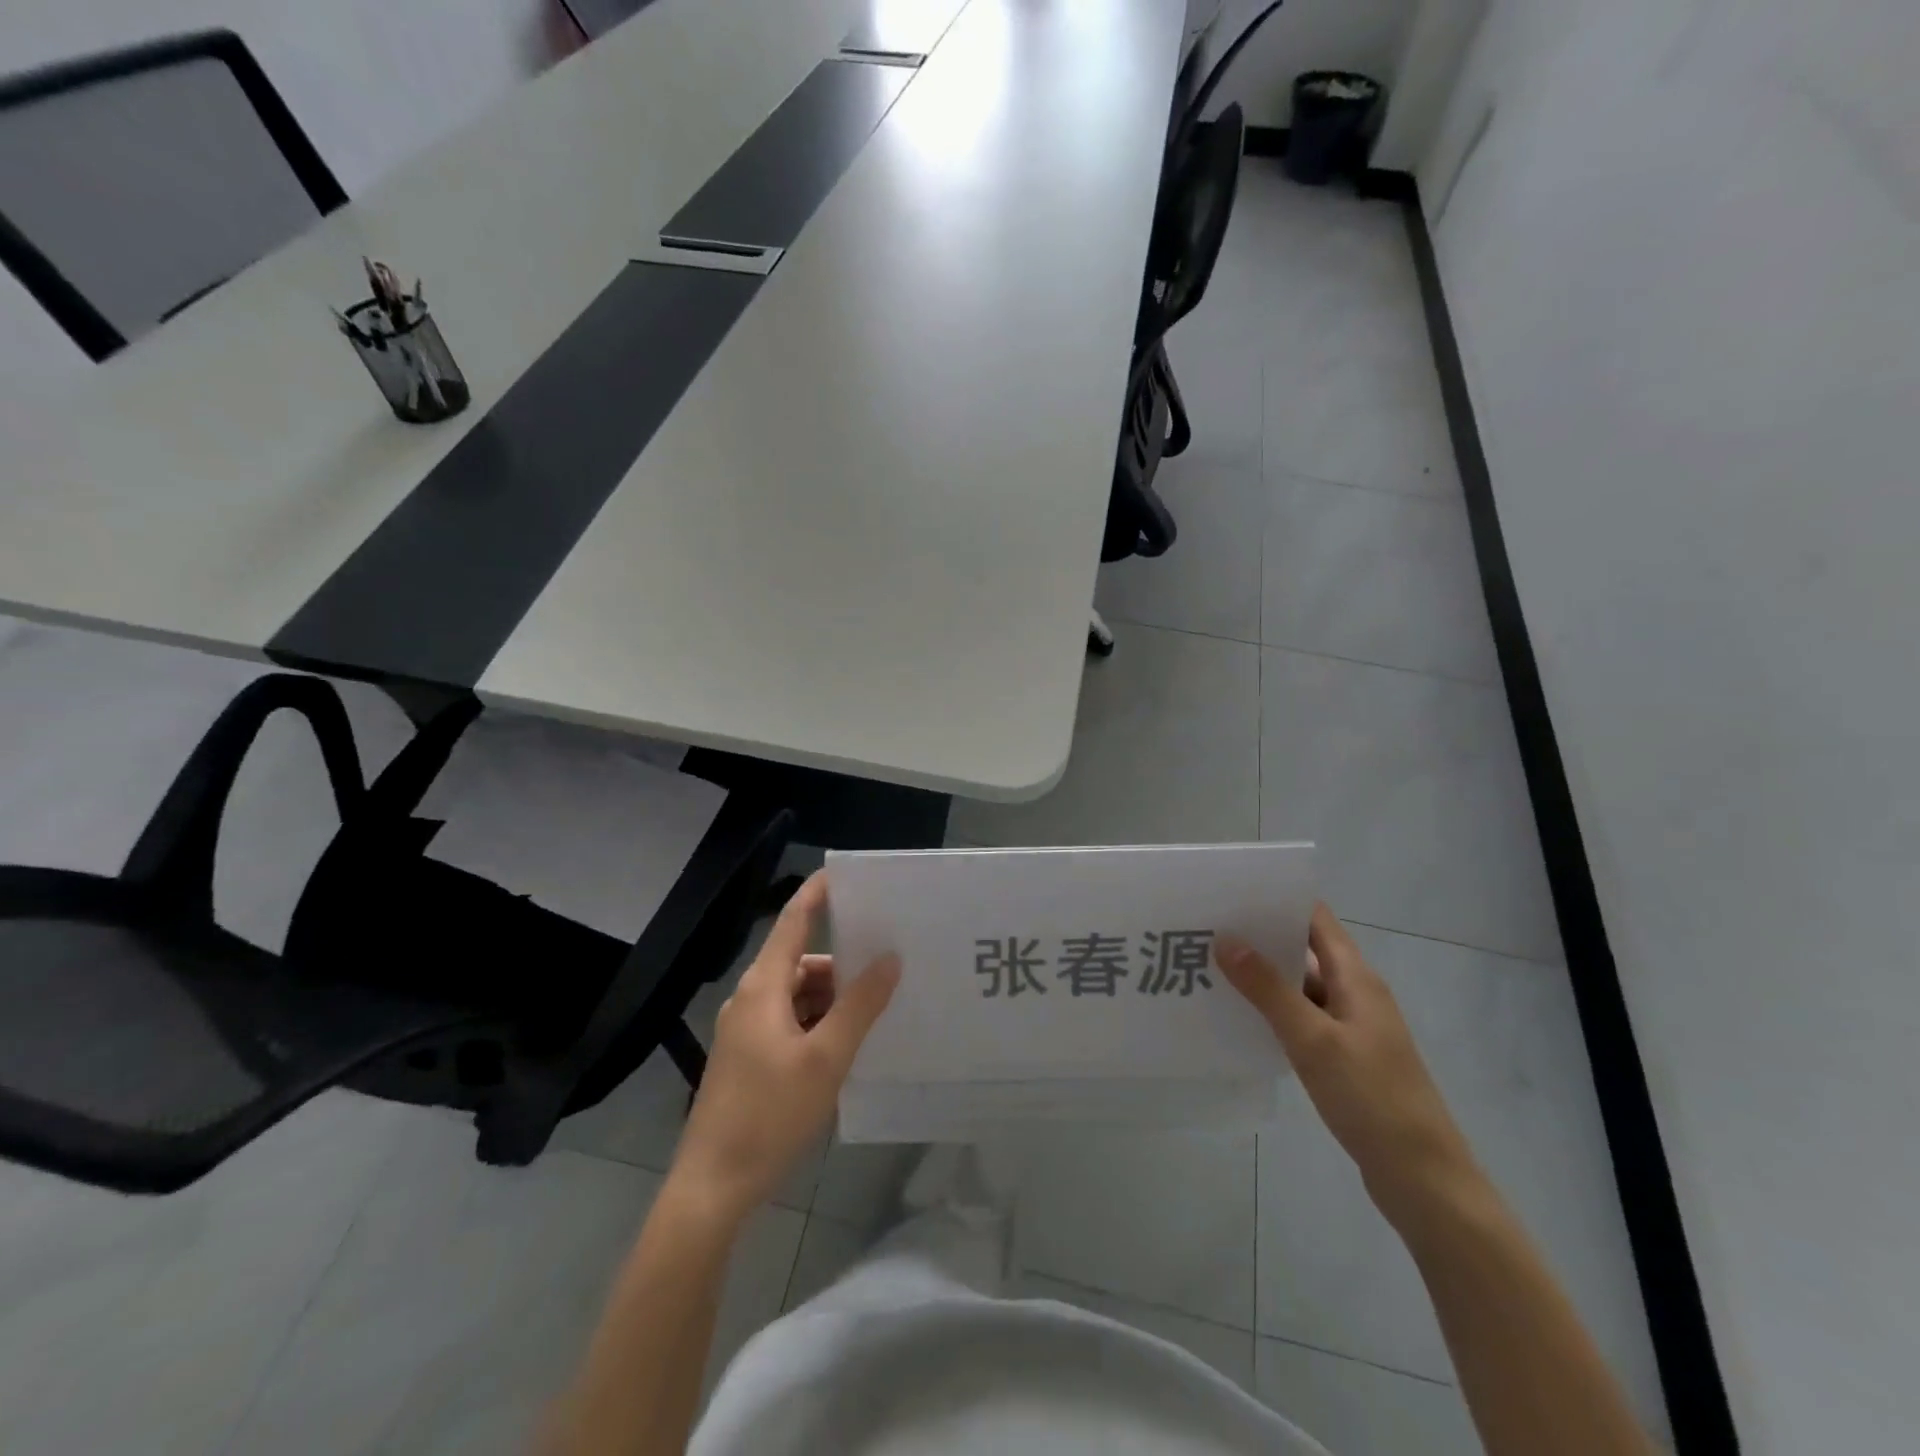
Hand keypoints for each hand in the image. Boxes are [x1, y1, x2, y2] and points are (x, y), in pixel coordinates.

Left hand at [668, 871, 898, 1224]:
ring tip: (872, 1014)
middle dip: (842, 965)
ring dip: (831, 1000)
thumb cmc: (770, 1114)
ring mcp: (744, 1030)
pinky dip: (817, 1024)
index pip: (793, 922)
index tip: (845, 873)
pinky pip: (788, 1022)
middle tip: (887, 968)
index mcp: (763, 987)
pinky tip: (843, 1046)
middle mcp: (750, 999)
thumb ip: (860, 1005)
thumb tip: (889, 958)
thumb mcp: (827, 1058)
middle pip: (800, 962)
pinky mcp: (746, 1057)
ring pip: (796, 996)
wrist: (712, 1186)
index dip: (817, 894)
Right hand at [1216, 904, 1479, 1229]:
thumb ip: (1268, 989)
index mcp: (1356, 978)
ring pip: (1301, 987)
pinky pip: (1303, 1019)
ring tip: (1211, 967)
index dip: (1277, 901)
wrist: (1422, 1178)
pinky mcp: (1345, 1057)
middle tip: (1206, 929)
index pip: (1315, 920)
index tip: (1230, 893)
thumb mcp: (1312, 1039)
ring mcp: (1352, 1027)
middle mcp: (1356, 993)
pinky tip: (1239, 1017)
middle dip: (1259, 938)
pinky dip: (1274, 1011)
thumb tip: (1227, 939)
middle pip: (1305, 950)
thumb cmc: (1371, 1098)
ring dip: (1263, 977)